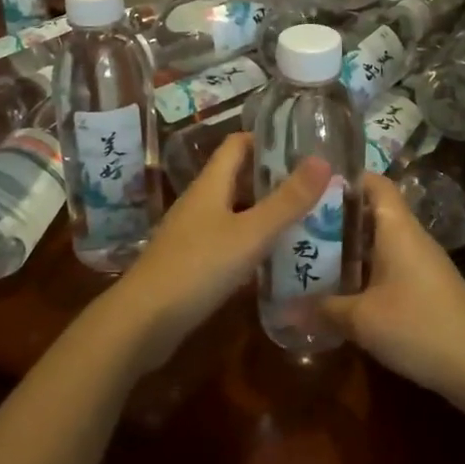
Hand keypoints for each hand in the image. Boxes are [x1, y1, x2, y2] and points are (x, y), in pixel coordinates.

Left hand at [110, 134, 328, 370]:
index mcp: (210, 184)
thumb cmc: (197, 267)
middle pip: (238, 178)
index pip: (238, 144)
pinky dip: (251, 244)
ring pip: (234, 212)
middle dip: (273, 179)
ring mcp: (192, 234)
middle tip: (314, 186)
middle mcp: (200, 202)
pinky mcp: (191, 264)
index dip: (267, 139)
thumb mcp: (251, 233)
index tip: (302, 145)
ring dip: (264, 213)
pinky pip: (228, 242)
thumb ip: (287, 200)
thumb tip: (323, 159)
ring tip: (305, 220)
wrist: (141, 323)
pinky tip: (274, 260)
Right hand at [321, 174, 464, 412]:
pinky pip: (391, 262)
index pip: (374, 182)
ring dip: (351, 246)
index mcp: (397, 227)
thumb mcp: (362, 320)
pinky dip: (367, 267)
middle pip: (373, 210)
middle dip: (338, 216)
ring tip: (313, 254)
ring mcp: (423, 261)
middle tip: (300, 225)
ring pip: (381, 240)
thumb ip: (324, 309)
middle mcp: (411, 235)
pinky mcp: (428, 285)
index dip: (345, 178)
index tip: (312, 187)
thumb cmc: (417, 326)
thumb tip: (285, 309)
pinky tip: (345, 287)